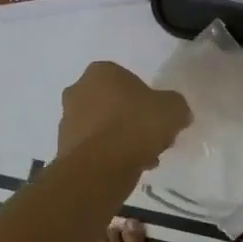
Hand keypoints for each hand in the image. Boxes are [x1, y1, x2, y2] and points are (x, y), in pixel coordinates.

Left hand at [57, 61, 190, 167]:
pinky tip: (127, 169)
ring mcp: (67, 120)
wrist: (99, 168)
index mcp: (100, 72)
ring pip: (103, 127)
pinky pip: (94, 148)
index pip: (128, 80)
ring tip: (144, 159)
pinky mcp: (64, 148)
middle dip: (132, 120)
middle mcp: (78, 91)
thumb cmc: (135, 126)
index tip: (158, 117)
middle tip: (152, 138)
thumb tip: (178, 114)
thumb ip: (176, 106)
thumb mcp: (172, 109)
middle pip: (114, 104)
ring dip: (121, 140)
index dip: (147, 99)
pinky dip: (109, 156)